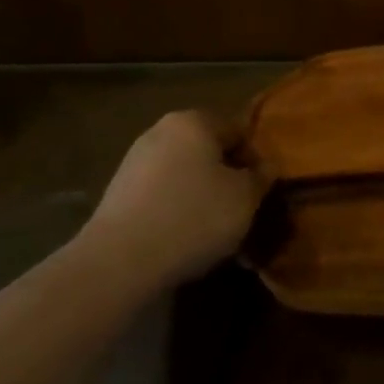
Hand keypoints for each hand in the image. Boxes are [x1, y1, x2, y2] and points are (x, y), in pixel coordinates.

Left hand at [83, 111, 265, 284]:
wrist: (118, 263)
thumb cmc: (193, 217)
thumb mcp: (245, 198)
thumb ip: (261, 177)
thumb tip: (266, 167)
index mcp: (194, 121)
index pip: (238, 131)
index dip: (255, 160)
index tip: (261, 192)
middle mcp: (161, 131)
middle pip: (208, 152)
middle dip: (226, 178)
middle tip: (240, 212)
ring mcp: (134, 162)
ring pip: (184, 175)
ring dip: (201, 197)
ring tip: (213, 233)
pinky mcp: (117, 194)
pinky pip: (160, 196)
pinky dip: (175, 212)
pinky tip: (183, 241)